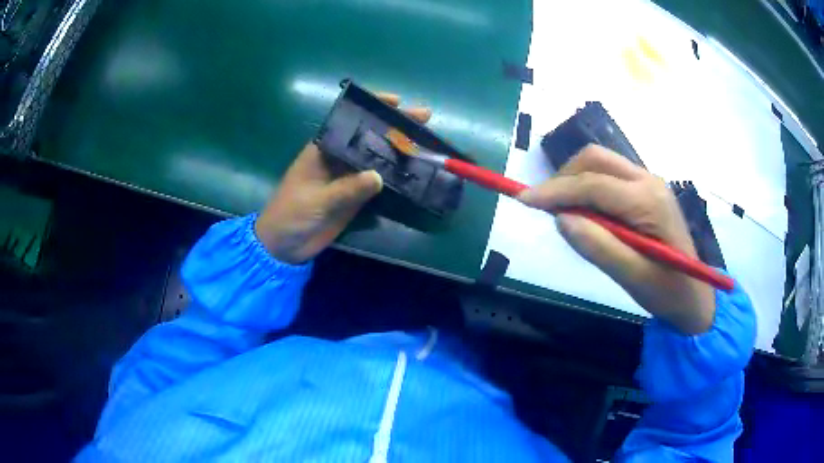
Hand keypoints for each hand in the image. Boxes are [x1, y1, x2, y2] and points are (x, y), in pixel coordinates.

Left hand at [255, 93, 431, 264]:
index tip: (397, 101)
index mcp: (323, 148)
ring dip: (400, 150)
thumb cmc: (291, 214)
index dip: (372, 108)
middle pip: (370, 137)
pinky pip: (379, 183)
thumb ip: (346, 189)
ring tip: (428, 142)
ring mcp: (349, 176)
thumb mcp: (317, 200)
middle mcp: (339, 157)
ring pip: (378, 158)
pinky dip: (396, 177)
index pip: (350, 121)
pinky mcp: (355, 196)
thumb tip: (379, 177)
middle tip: (425, 117)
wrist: (284, 245)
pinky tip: (415, 172)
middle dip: (395, 126)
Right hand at [518, 144, 714, 333]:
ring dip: (575, 180)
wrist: (695, 297)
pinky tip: (585, 212)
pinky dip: (589, 187)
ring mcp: (649, 183)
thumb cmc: (668, 292)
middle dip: (564, 177)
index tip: (523, 200)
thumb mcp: (633, 278)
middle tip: (544, 206)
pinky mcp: (647, 191)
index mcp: (648, 200)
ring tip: (561, 210)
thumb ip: (599, 247)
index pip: (593, 183)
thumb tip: (561, 219)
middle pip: (596, 159)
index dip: (555, 190)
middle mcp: (649, 181)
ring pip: (602, 163)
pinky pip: (610, 177)